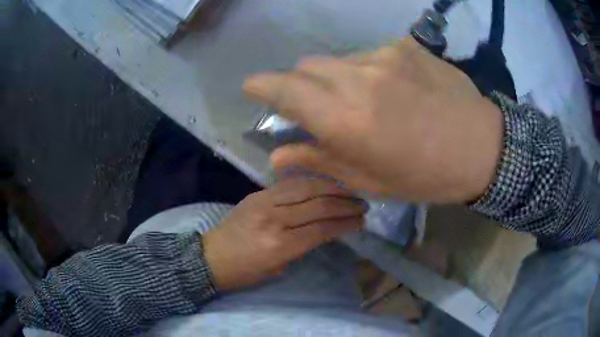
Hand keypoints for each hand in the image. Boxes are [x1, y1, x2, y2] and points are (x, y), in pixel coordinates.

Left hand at [202, 178, 365, 290]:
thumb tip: (326, 230)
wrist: (211, 256)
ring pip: (306, 188)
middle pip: (318, 205)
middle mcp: (274, 220)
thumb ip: (302, 247)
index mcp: (279, 246)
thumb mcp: (278, 268)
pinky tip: (324, 183)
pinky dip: (311, 182)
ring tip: (349, 190)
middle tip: (362, 204)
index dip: (345, 223)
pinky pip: (290, 184)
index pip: (322, 229)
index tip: (362, 221)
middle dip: (345, 204)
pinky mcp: (257, 194)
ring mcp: (264, 203)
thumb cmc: (245, 272)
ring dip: (332, 188)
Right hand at [243, 38, 502, 202]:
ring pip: (337, 59)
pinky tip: (391, 89)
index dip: (262, 86)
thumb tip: (278, 155)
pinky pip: (369, 55)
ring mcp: (384, 57)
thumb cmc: (427, 175)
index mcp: (347, 120)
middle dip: (300, 84)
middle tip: (315, 105)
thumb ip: (319, 161)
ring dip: (334, 77)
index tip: (251, 87)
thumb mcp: (371, 180)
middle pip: (306, 66)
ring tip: (362, 100)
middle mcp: (359, 79)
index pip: (285, 90)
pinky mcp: (405, 48)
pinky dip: (365, 71)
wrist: (482, 148)